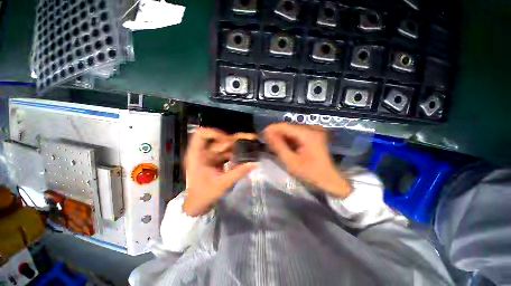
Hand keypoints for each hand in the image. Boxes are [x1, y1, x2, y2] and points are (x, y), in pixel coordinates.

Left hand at [182, 128, 256, 216]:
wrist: (198, 204)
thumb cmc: (205, 194)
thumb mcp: (222, 184)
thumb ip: (239, 172)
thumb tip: (254, 163)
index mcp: (197, 155)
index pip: (201, 134)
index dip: (214, 133)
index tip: (228, 140)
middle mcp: (202, 153)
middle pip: (215, 138)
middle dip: (229, 142)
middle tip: (242, 146)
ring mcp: (208, 156)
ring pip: (222, 145)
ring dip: (233, 148)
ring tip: (244, 151)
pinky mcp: (214, 160)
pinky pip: (224, 152)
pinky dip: (233, 153)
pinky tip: (241, 157)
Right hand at [263, 123, 350, 197]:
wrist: (330, 180)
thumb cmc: (311, 174)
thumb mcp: (291, 162)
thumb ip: (278, 146)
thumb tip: (267, 134)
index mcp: (308, 134)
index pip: (284, 126)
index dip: (271, 129)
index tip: (262, 136)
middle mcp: (312, 128)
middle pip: (288, 127)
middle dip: (276, 134)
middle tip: (267, 144)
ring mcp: (314, 132)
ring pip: (291, 131)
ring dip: (282, 137)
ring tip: (274, 147)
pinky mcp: (314, 136)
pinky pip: (297, 134)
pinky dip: (289, 140)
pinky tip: (285, 147)